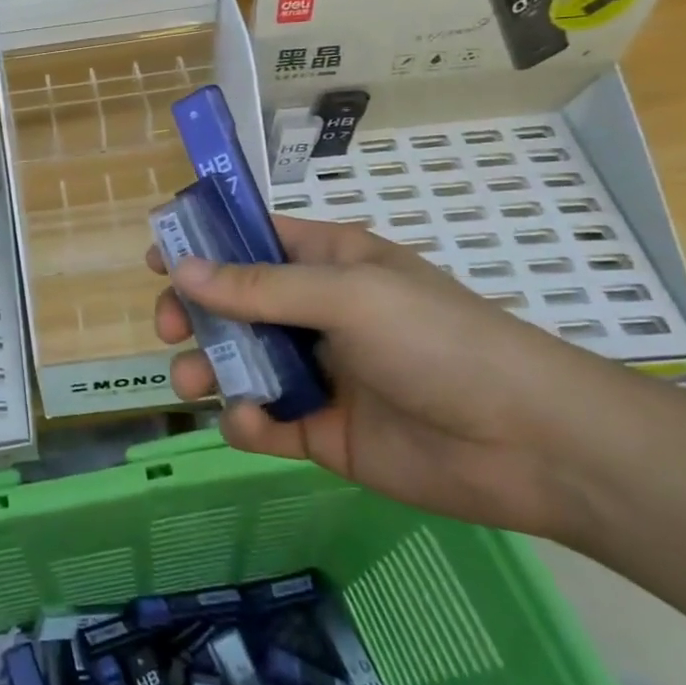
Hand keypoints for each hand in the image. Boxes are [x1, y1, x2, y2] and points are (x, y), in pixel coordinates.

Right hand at [151, 218, 635, 540]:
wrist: (529, 444)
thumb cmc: (438, 341)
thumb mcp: (348, 296)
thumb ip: (260, 287)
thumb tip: (182, 268)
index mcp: (326, 263)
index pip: (252, 239)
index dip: (203, 241)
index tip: (156, 255)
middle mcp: (314, 312)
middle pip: (232, 303)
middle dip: (195, 312)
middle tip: (172, 327)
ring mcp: (315, 372)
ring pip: (239, 362)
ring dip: (209, 367)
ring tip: (194, 380)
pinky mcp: (318, 431)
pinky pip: (263, 421)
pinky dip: (246, 422)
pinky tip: (252, 424)